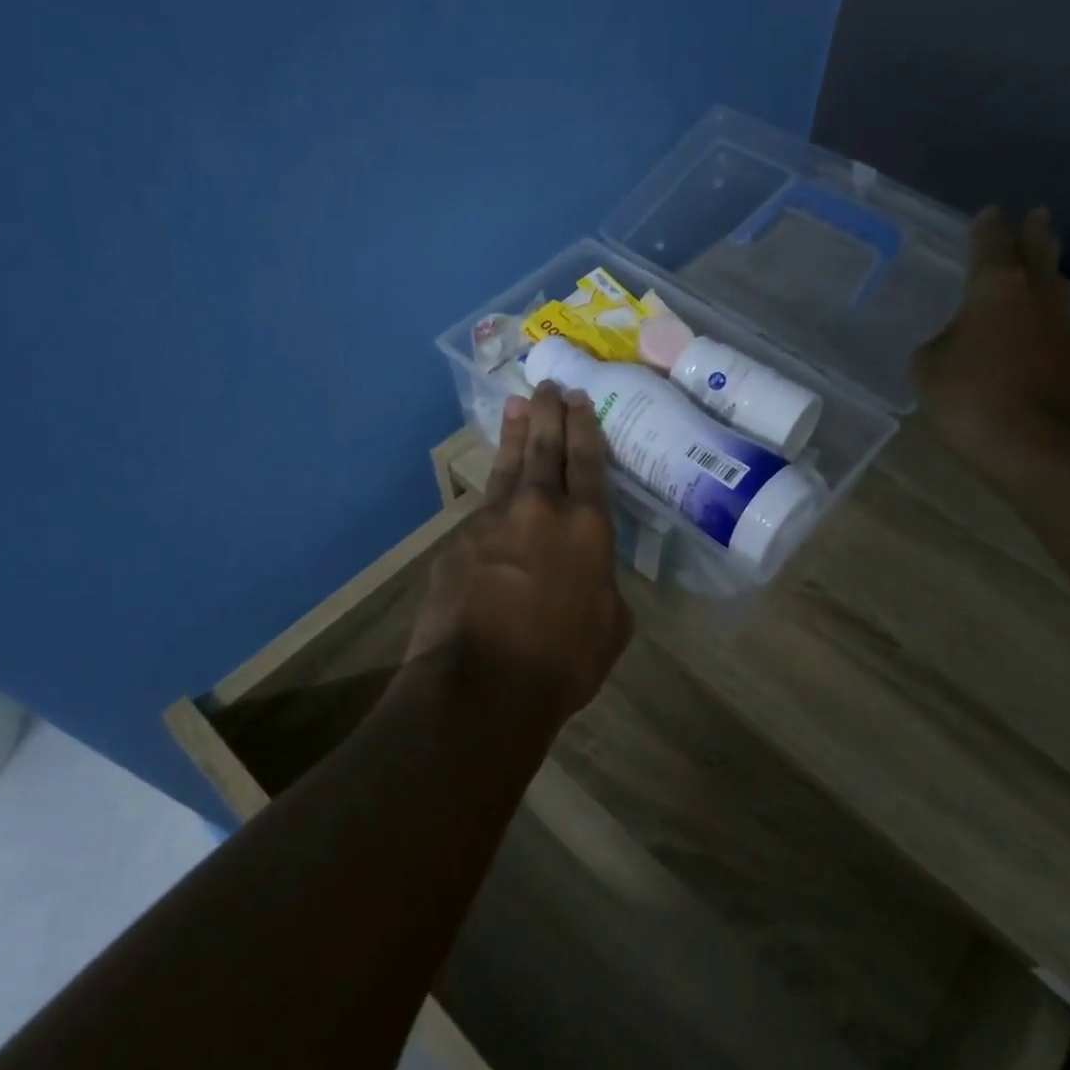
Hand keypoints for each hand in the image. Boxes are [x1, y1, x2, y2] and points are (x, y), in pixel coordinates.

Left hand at [409, 384, 633, 727]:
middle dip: (549, 412)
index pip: (588, 461)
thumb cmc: (563, 661)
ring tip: (517, 404)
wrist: (483, 684)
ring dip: (516, 434)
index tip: (580, 399)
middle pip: (546, 448)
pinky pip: (481, 508)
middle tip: (548, 385)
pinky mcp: (458, 541)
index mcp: (587, 526)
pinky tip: (494, 493)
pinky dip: (492, 493)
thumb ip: (603, 584)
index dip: (585, 427)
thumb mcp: (611, 625)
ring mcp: (493, 520)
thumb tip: (589, 573)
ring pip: (509, 465)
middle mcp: (540, 509)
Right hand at [912, 207, 1069, 475]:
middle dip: (1033, 231)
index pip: (991, 243)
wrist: (1037, 448)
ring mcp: (1060, 327)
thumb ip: (936, 345)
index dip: (987, 227)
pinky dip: (1043, 310)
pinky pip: (1054, 319)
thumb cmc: (971, 397)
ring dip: (1046, 269)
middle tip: (1034, 215)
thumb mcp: (927, 369)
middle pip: (1038, 252)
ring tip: (1038, 261)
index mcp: (995, 287)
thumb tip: (952, 343)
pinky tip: (1033, 320)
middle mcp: (1034, 296)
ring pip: (1054, 284)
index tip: (988, 212)